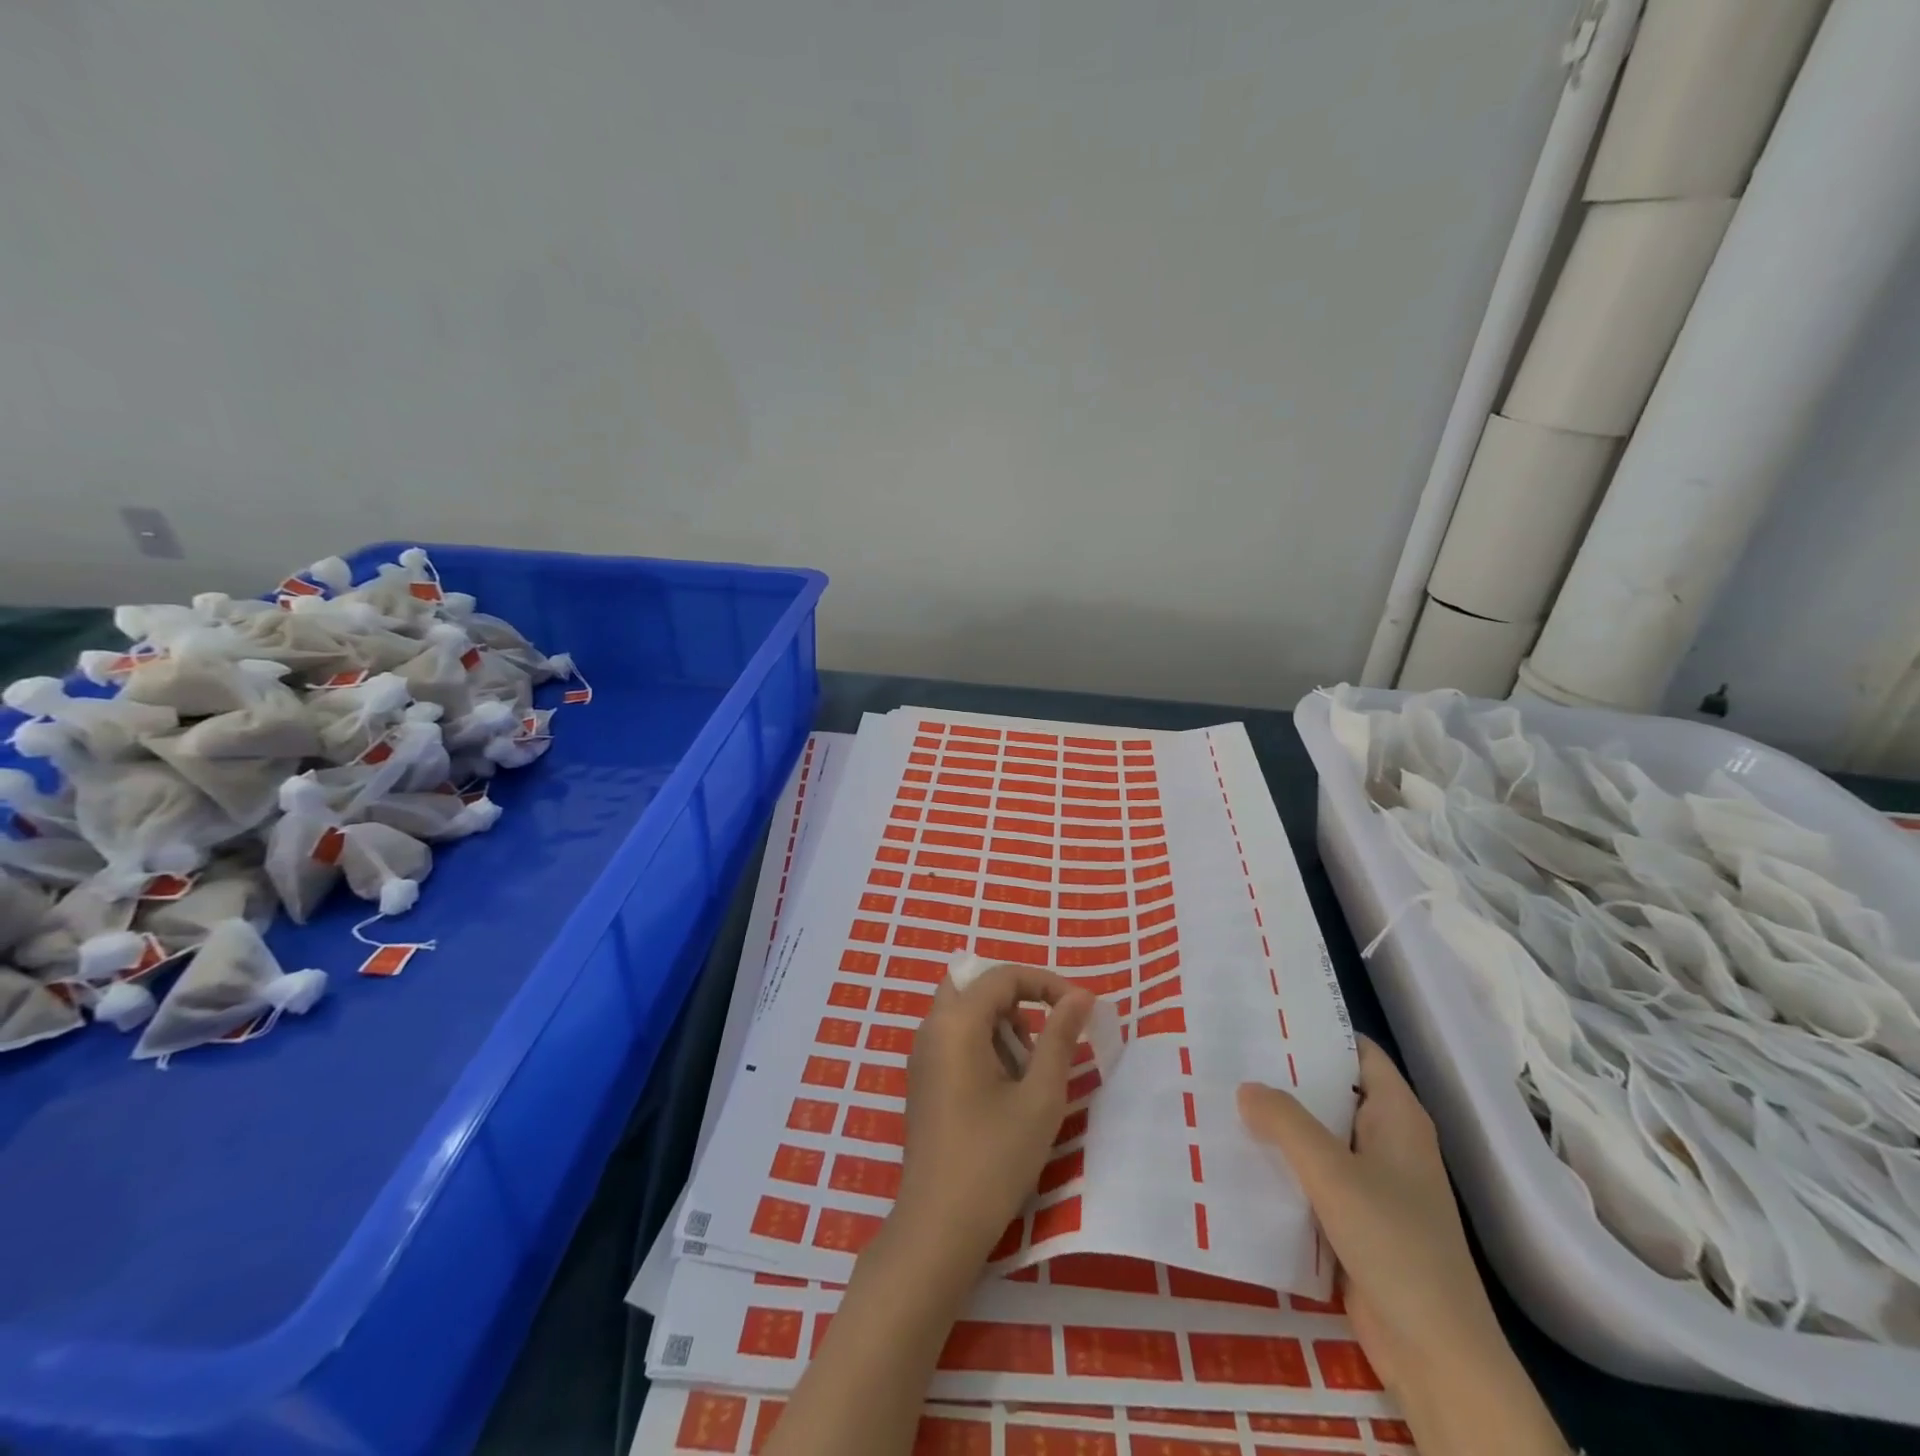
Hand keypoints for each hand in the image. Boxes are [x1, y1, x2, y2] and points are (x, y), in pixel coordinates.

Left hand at [892, 963, 1093, 1273]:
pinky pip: (954, 1036)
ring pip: (964, 1011)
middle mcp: (931, 1027)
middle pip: (977, 985)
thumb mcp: (1040, 1097)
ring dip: (1001, 1023)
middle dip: (1017, 1000)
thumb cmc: (994, 1159)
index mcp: (956, 1023)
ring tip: (1028, 1071)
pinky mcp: (922, 1079)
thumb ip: (1060, 1038)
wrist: (938, 1228)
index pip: (1003, 976)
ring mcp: (922, 1054)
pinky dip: (983, 1043)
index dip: (1046, 983)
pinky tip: (1004, 1088)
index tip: (1081, 1009)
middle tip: (1045, 1035)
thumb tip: (1080, 996)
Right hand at [1240, 1038, 1568, 1455]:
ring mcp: (1371, 1182)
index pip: (1358, 1052)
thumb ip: (1286, 1122)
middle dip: (1285, 1075)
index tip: (1265, 1015)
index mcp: (1397, 1117)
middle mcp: (1386, 1141)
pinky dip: (1281, 1162)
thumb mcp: (1333, 1172)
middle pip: (1332, 1091)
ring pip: (1318, 1135)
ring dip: (1278, 1122)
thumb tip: (1246, 1087)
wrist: (1434, 1353)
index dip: (1317, 1030)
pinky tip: (1238, 1153)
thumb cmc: (1394, 1244)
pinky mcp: (1354, 1218)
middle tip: (1228, 1051)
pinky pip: (1312, 1175)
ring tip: (1221, 1094)